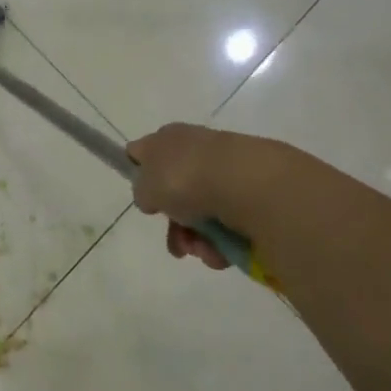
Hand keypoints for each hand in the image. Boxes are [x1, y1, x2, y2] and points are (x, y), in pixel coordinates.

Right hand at [126, 123, 307, 271]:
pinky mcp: (250, 191)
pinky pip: (228, 221)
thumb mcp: (146, 187)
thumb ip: (142, 192)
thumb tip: (152, 197)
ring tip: (203, 252)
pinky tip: (221, 251)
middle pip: (175, 190)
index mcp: (165, 138)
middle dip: (174, 225)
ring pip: (202, 211)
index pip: (144, 151)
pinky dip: (222, 240)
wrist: (243, 183)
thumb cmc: (183, 178)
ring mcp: (224, 170)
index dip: (139, 173)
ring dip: (197, 239)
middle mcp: (194, 149)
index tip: (144, 199)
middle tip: (177, 245)